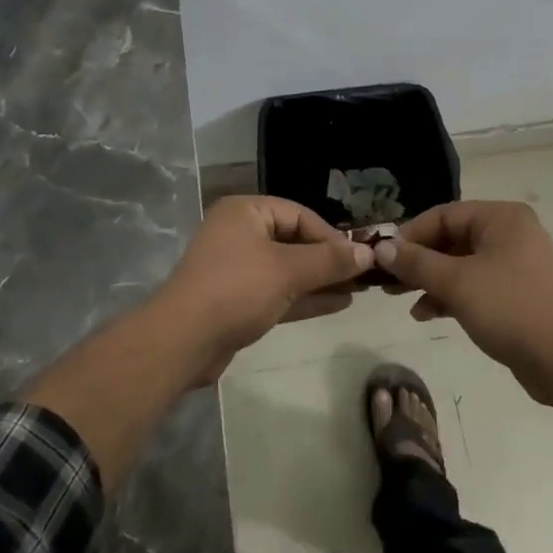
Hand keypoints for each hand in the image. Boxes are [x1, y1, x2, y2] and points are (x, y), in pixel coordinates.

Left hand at [156, 195, 372, 382]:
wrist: (183, 340)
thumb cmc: (237, 289)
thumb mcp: (287, 270)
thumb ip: (329, 261)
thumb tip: (368, 252)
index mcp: (246, 212)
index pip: (299, 214)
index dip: (331, 235)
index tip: (360, 256)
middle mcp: (240, 234)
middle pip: (294, 241)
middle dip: (328, 259)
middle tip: (363, 274)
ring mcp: (237, 268)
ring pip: (288, 269)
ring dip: (320, 279)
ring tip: (358, 290)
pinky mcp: (238, 300)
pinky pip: (279, 291)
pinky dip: (305, 296)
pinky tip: (337, 304)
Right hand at [372, 201, 552, 401]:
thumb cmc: (510, 307)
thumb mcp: (456, 282)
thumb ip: (416, 262)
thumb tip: (381, 247)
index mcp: (500, 218)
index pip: (443, 215)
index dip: (410, 235)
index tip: (382, 257)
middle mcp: (509, 234)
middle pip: (450, 239)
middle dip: (417, 260)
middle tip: (385, 280)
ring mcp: (514, 265)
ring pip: (460, 264)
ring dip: (429, 280)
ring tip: (398, 298)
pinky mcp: (515, 295)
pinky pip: (473, 285)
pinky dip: (449, 296)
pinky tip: (425, 314)